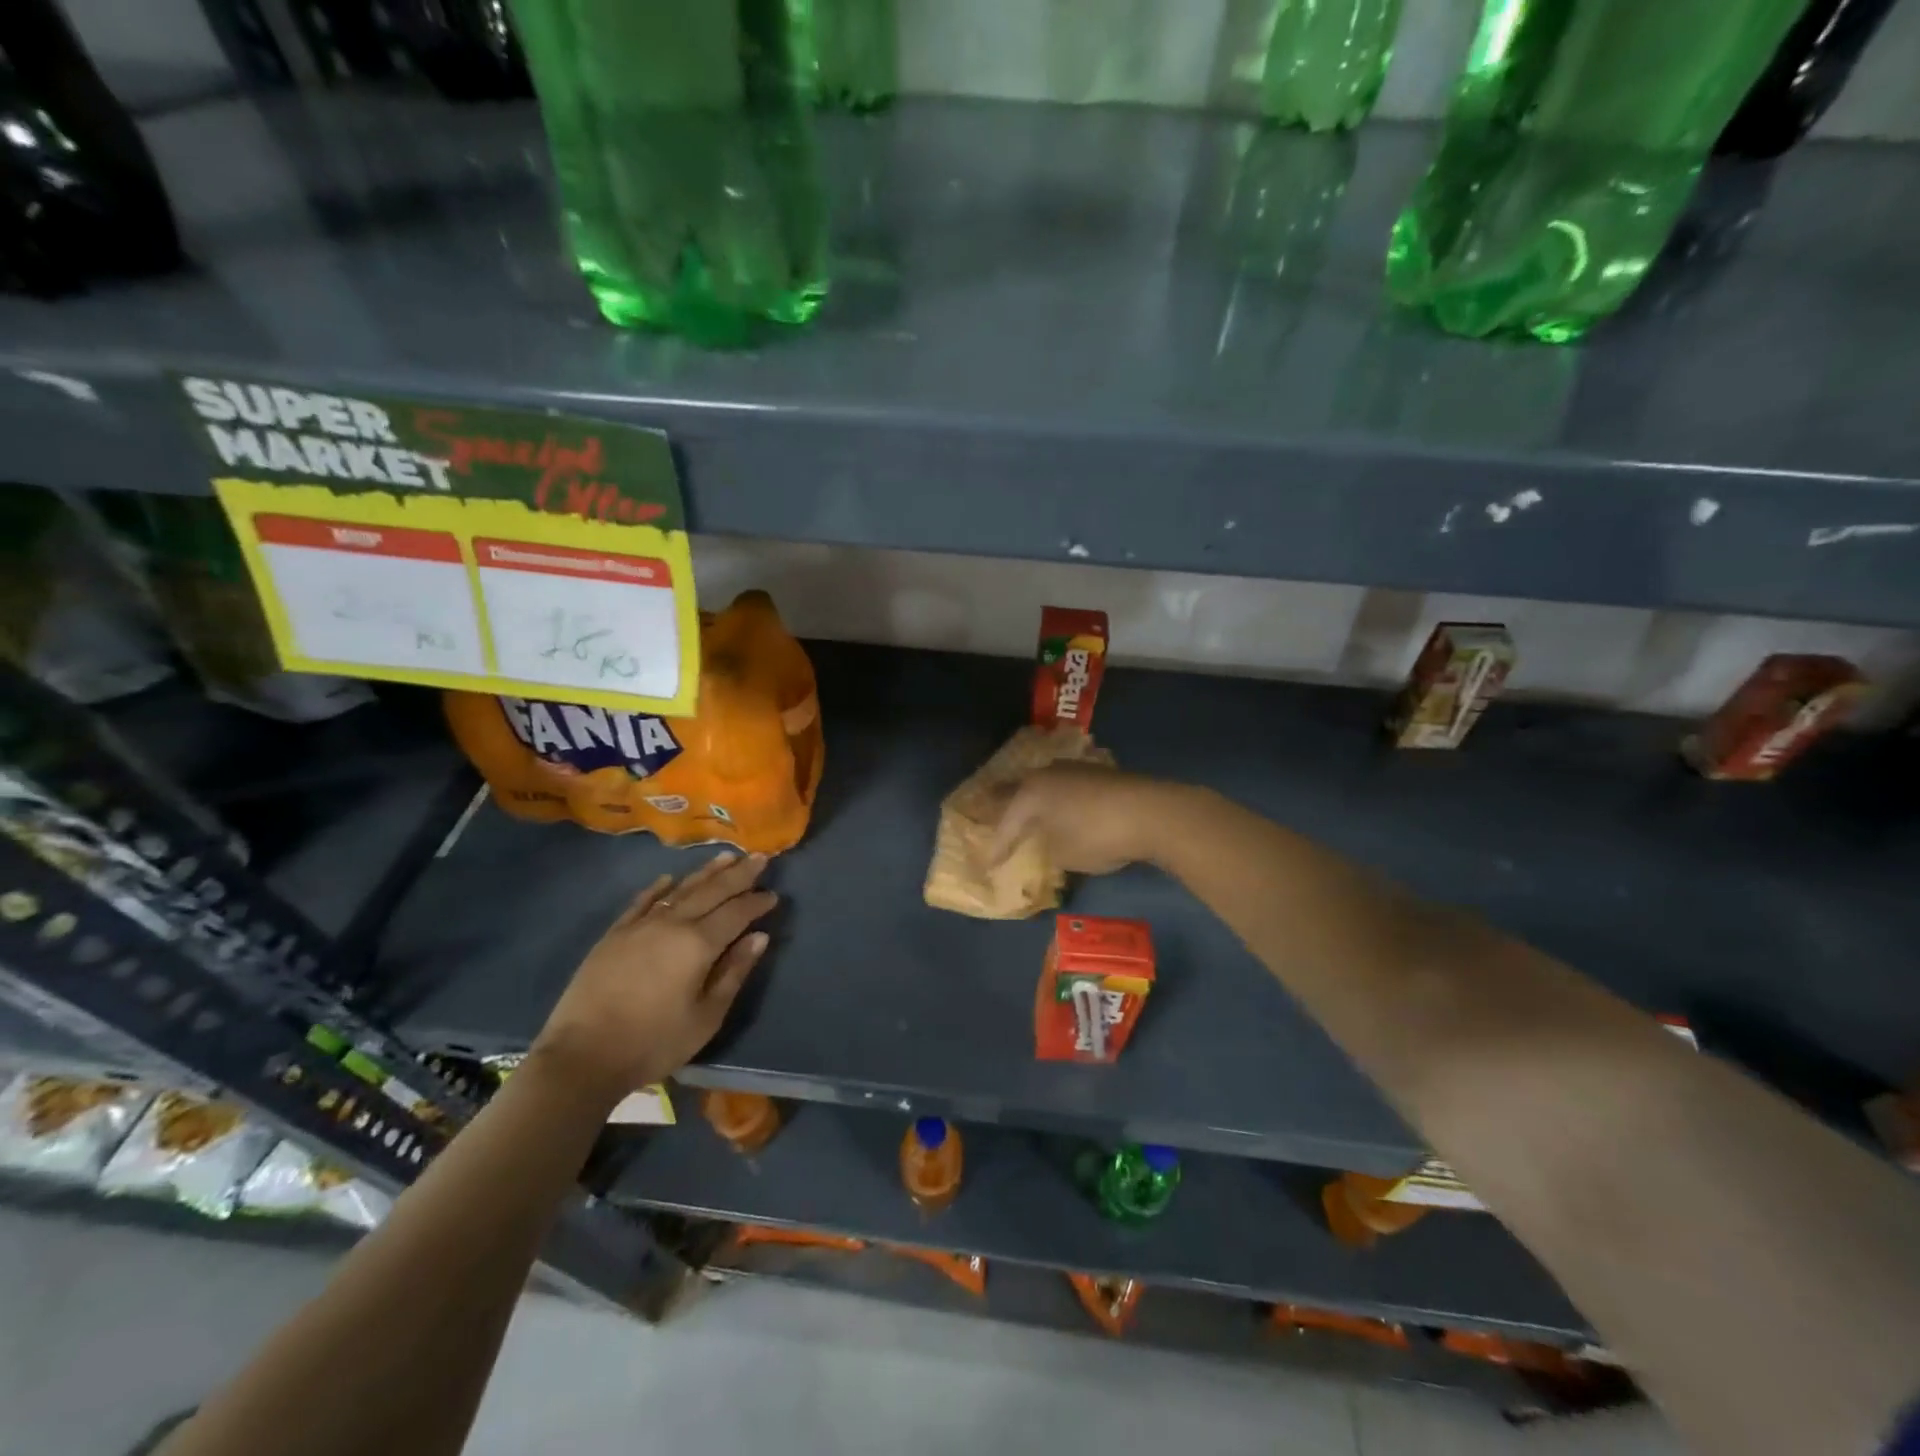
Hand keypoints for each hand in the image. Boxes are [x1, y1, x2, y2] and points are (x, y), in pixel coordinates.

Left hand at [530, 851, 777, 1105]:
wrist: (582, 1056)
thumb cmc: (654, 1042)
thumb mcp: (706, 1017)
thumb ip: (734, 972)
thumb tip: (759, 937)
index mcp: (698, 944)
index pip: (736, 913)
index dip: (757, 902)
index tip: (774, 895)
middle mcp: (672, 924)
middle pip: (712, 891)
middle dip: (739, 874)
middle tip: (760, 857)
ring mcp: (640, 926)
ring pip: (680, 890)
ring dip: (706, 872)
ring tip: (727, 856)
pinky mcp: (614, 935)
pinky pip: (642, 902)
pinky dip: (658, 888)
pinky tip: (668, 879)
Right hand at [987, 763, 1184, 875]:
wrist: (1152, 812)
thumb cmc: (1098, 836)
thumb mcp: (1064, 854)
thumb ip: (1048, 848)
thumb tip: (1049, 840)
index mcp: (1030, 793)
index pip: (1006, 823)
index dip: (997, 846)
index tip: (988, 865)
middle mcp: (1047, 775)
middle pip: (1018, 790)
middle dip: (1002, 805)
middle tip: (984, 812)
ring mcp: (1074, 769)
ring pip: (1044, 785)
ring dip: (1033, 799)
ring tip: (1024, 811)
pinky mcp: (1099, 773)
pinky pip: (1066, 787)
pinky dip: (1058, 799)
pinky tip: (1061, 808)